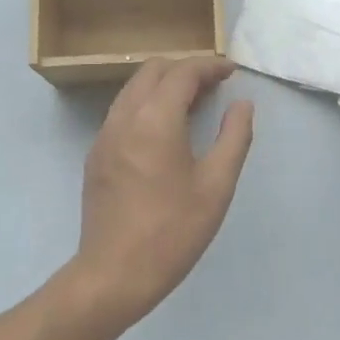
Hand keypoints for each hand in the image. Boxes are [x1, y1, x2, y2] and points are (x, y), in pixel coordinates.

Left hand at [64, 56, 254, 332]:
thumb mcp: (216, 186)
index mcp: (154, 119)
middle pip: (153, 71)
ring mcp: (104, 135)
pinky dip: (146, 104)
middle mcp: (124, 117)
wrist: (114, 274)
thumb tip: (242, 105)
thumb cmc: (172, 231)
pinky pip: (122, 112)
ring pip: (133, 89)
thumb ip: (234, 138)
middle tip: (214, 85)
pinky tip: (165, 130)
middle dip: (185, 69)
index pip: (182, 73)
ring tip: (193, 103)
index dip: (209, 66)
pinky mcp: (96, 154)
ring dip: (163, 85)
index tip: (231, 71)